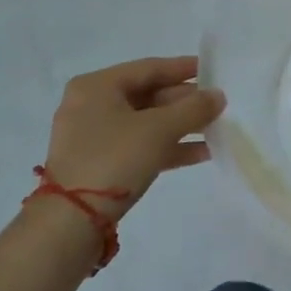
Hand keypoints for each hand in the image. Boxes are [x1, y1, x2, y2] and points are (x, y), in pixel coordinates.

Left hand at [43, 56, 225, 213]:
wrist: (71, 222)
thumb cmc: (114, 159)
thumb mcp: (160, 129)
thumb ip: (194, 108)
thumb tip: (219, 95)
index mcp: (97, 86)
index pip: (149, 68)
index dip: (183, 68)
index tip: (212, 69)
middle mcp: (91, 105)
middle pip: (148, 95)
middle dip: (185, 102)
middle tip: (218, 104)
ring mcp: (93, 137)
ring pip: (146, 123)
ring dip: (181, 126)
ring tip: (216, 128)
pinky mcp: (99, 164)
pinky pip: (139, 145)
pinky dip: (167, 147)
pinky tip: (201, 153)